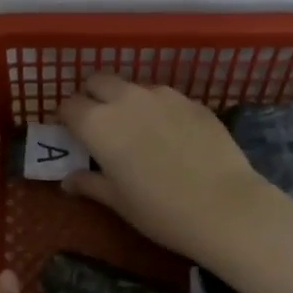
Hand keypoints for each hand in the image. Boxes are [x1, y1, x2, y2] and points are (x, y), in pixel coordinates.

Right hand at [57, 75, 292, 292]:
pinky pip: (164, 97)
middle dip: (93, 97)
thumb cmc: (159, 211)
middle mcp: (126, 99)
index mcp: (98, 124)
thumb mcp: (118, 202)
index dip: (67, 119)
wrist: (224, 207)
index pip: (69, 105)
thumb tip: (68, 180)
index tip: (73, 136)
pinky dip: (157, 109)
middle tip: (99, 126)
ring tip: (137, 131)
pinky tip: (170, 137)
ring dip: (126, 101)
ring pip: (133, 86)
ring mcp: (163, 96)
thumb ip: (90, 184)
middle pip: (98, 81)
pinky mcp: (192, 101)